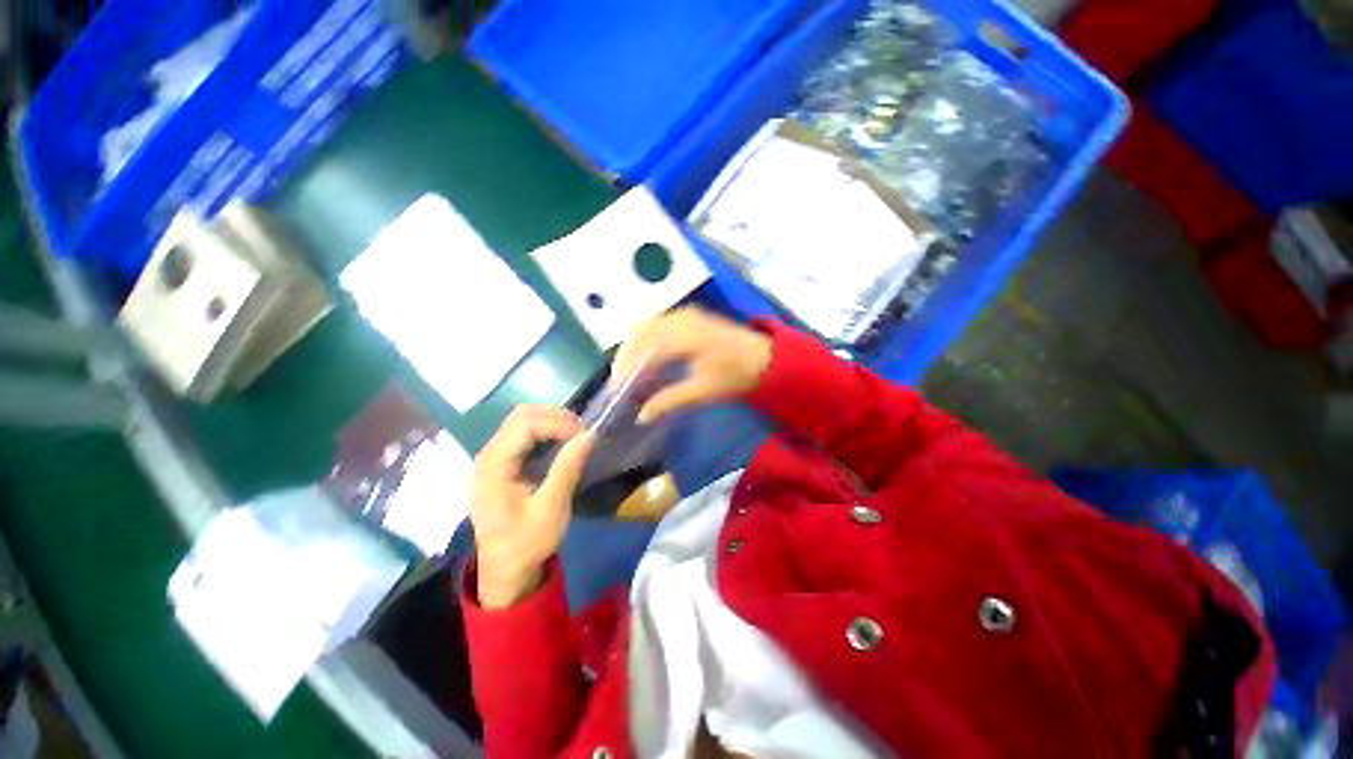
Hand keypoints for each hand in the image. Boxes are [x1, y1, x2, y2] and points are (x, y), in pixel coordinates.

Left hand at [470, 406, 594, 608]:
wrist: (504, 571)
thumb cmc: (526, 543)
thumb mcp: (551, 509)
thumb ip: (567, 468)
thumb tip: (590, 434)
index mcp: (493, 467)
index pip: (525, 424)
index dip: (557, 423)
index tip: (584, 435)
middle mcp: (487, 455)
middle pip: (520, 416)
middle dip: (555, 417)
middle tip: (582, 432)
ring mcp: (492, 457)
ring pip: (521, 420)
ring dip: (551, 421)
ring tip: (575, 434)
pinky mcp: (500, 462)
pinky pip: (522, 433)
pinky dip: (545, 430)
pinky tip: (561, 441)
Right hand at [612, 307, 772, 423]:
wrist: (765, 358)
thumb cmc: (736, 375)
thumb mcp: (703, 391)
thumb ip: (670, 400)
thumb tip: (642, 416)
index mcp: (686, 336)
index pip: (645, 348)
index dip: (627, 367)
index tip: (617, 386)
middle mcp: (681, 319)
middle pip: (640, 332)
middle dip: (626, 355)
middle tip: (620, 380)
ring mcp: (685, 314)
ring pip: (647, 326)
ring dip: (635, 346)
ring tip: (630, 371)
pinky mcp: (688, 316)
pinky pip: (657, 324)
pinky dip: (646, 339)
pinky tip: (646, 357)